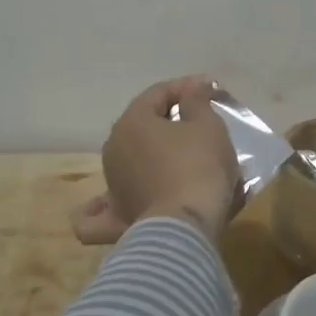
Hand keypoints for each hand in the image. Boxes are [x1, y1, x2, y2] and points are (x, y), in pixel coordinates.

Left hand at [69, 77, 239, 244]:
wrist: (186, 228)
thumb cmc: (198, 167)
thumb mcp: (208, 126)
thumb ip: (197, 102)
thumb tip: (191, 91)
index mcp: (131, 122)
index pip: (159, 93)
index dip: (187, 88)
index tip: (211, 91)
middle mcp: (113, 149)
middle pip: (143, 124)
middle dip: (171, 120)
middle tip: (201, 123)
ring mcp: (111, 185)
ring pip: (128, 161)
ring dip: (153, 155)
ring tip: (183, 161)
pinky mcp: (116, 218)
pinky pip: (104, 210)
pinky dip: (105, 206)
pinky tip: (112, 204)